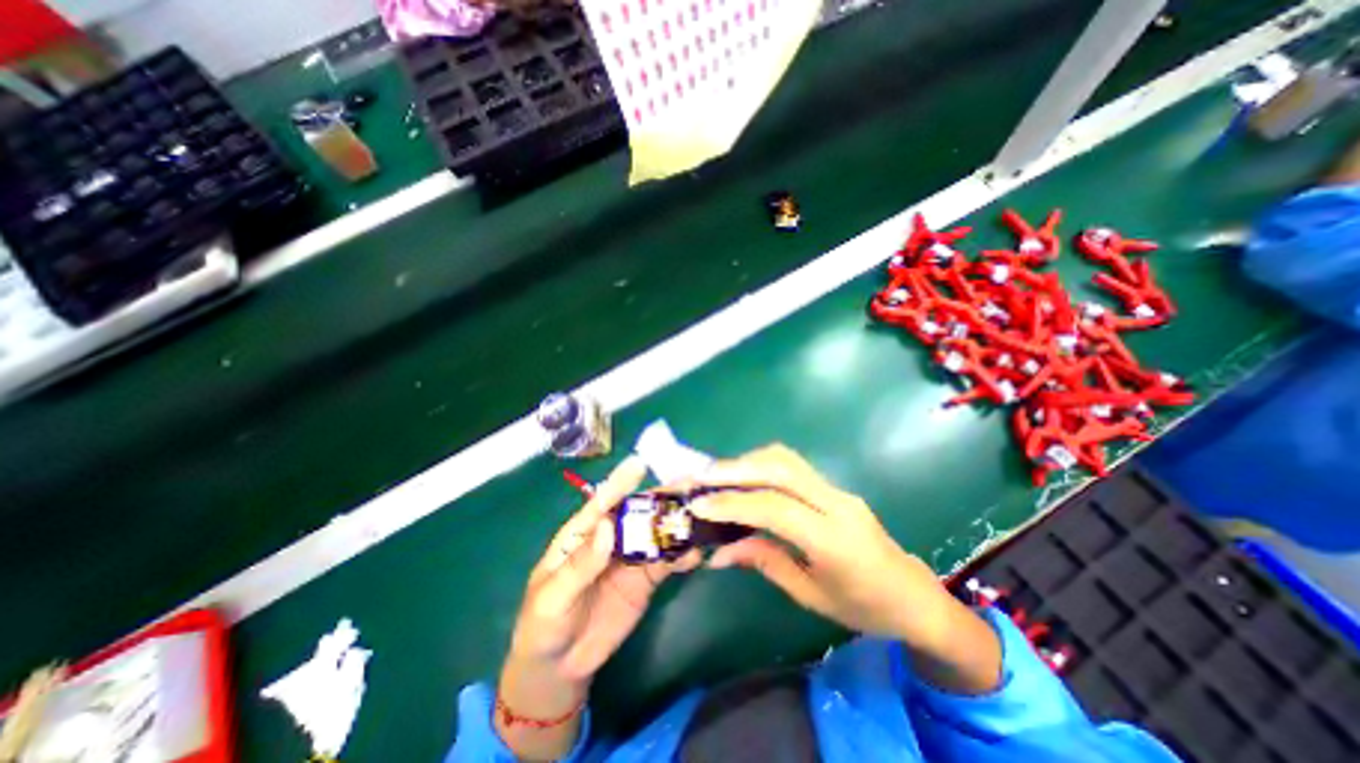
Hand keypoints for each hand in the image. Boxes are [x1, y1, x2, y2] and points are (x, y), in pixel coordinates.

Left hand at [494, 456, 694, 759]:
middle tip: (686, 486)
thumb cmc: (545, 623)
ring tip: (699, 515)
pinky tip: (696, 554)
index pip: (602, 503)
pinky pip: (665, 562)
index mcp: (583, 533)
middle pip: (637, 513)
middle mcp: (610, 538)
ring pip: (655, 534)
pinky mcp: (645, 579)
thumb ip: (582, 563)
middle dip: (660, 499)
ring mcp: (630, 558)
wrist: (559, 667)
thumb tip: (608, 525)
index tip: (638, 465)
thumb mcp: (555, 596)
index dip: (620, 484)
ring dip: (676, 524)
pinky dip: (681, 556)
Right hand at [693, 443, 937, 640]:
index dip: (734, 504)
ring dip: (748, 461)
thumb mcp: (811, 596)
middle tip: (701, 477)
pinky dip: (762, 464)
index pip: (775, 508)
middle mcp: (837, 504)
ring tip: (717, 475)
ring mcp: (838, 490)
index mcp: (835, 541)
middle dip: (736, 470)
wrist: (914, 596)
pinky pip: (793, 465)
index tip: (699, 505)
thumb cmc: (865, 608)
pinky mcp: (834, 486)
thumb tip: (718, 552)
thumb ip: (765, 563)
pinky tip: (744, 476)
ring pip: (786, 459)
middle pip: (780, 470)